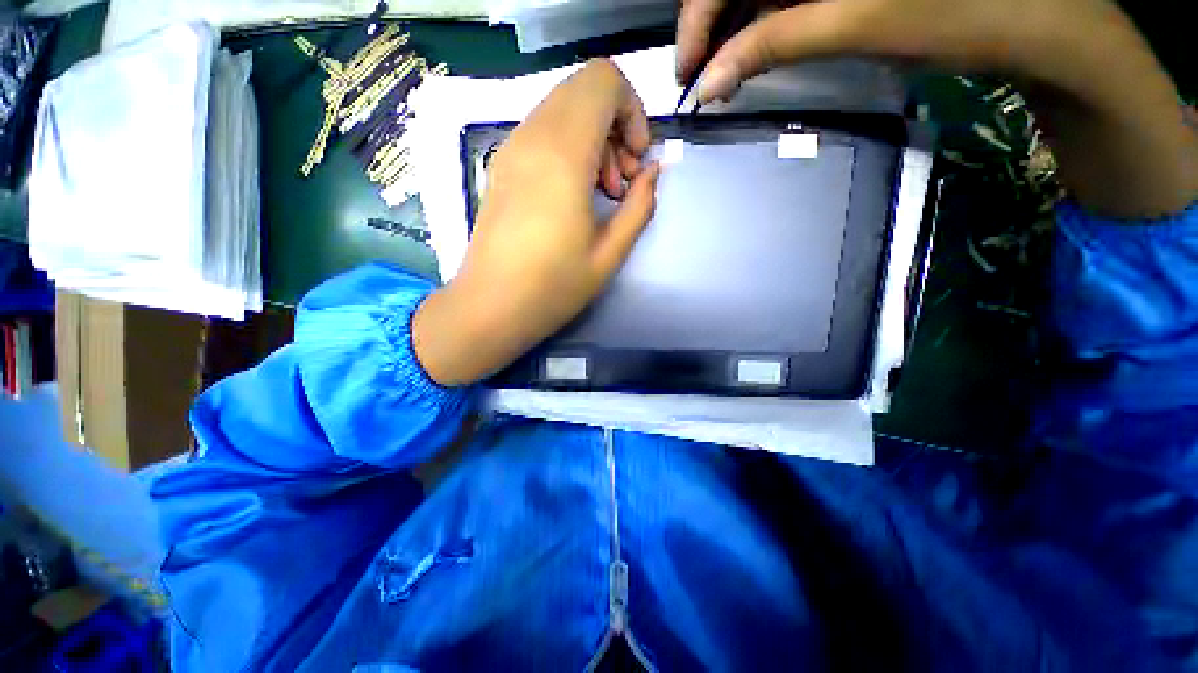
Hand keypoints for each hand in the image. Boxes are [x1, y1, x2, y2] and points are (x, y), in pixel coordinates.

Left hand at [413, 59, 660, 385]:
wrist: (490, 307)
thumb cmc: (553, 288)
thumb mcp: (610, 254)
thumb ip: (640, 206)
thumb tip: (652, 172)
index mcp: (562, 155)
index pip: (604, 81)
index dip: (633, 110)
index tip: (637, 160)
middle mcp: (532, 138)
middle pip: (584, 88)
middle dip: (616, 123)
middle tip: (622, 179)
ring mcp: (511, 149)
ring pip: (563, 108)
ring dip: (594, 137)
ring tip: (602, 191)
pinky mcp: (502, 165)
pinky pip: (543, 130)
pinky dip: (569, 146)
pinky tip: (574, 193)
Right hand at [678, 0, 1122, 103]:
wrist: (1032, 17)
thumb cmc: (954, 11)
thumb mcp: (854, 23)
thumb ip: (772, 44)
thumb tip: (708, 85)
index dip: (698, 17)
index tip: (686, 70)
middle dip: (714, 24)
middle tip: (700, 75)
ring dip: (738, 26)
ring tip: (723, 70)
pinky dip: (768, 19)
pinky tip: (759, 46)